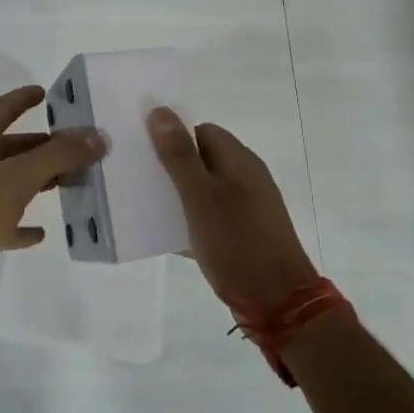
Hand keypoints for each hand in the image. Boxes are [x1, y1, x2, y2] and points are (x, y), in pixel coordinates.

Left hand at [0, 86, 106, 290]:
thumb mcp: (20, 178)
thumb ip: (59, 155)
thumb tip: (97, 136)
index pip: (1, 110)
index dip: (23, 99)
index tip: (47, 93)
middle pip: (10, 148)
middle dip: (43, 147)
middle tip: (78, 148)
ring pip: (9, 182)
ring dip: (38, 181)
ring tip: (71, 182)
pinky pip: (3, 220)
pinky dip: (22, 222)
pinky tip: (43, 231)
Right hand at [148, 108, 318, 319]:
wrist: (278, 302)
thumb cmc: (237, 242)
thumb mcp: (200, 197)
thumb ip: (179, 155)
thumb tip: (159, 110)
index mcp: (239, 161)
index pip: (201, 131)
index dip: (172, 136)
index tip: (142, 151)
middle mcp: (245, 178)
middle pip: (201, 159)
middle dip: (169, 167)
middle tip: (136, 178)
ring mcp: (246, 208)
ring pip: (202, 191)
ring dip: (176, 196)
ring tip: (142, 205)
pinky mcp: (242, 235)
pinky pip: (208, 218)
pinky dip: (188, 222)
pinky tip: (163, 234)